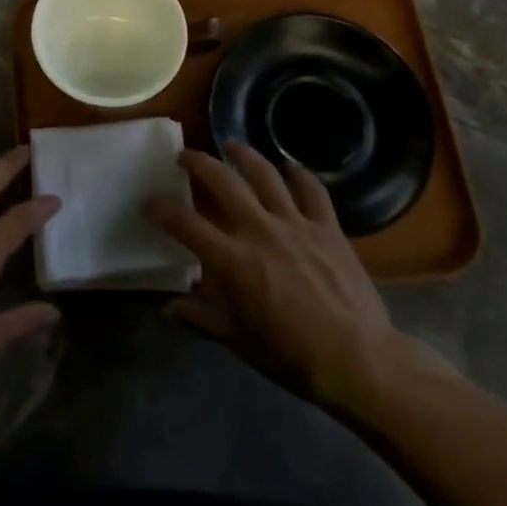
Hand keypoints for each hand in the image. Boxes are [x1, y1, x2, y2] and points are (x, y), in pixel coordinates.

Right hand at [146, 145, 437, 417]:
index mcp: (232, 259)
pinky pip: (311, 189)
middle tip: (186, 156)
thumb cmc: (290, 355)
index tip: (147, 201)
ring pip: (264, 173)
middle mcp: (259, 229)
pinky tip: (289, 167)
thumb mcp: (236, 340)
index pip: (184, 223)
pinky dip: (299, 174)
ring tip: (231, 146)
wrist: (359, 360)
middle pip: (221, 180)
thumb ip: (200, 317)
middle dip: (198, 162)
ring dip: (244, 155)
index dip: (160, 208)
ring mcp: (295, 223)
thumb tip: (167, 309)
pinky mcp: (327, 226)